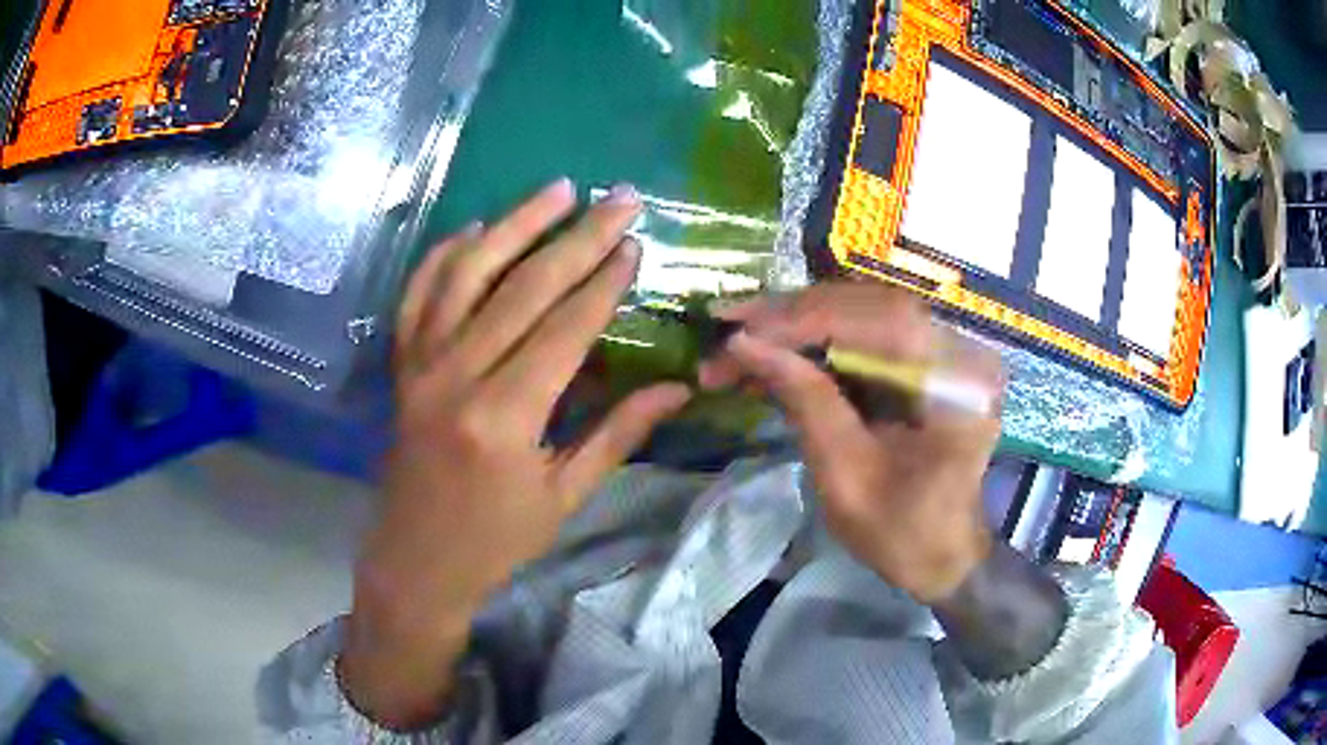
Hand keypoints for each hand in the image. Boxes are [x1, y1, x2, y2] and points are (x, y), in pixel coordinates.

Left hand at [340, 180, 691, 728]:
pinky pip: (417, 296)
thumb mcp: (564, 497)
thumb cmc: (495, 540)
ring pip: (466, 275)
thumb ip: (617, 434)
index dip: (604, 282)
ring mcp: (420, 366)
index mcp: (504, 418)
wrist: (416, 562)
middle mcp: (456, 377)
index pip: (564, 329)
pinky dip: (443, 256)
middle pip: (523, 288)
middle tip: (617, 199)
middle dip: (577, 237)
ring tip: (556, 189)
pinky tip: (473, 227)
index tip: (636, 244)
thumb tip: (677, 388)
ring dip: (513, 225)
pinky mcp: (401, 367)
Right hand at [700, 283, 1002, 603]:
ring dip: (800, 324)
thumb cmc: (902, 533)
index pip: (878, 321)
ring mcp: (946, 349)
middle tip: (729, 323)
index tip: (739, 331)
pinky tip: (776, 353)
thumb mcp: (846, 476)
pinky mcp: (927, 359)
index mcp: (957, 380)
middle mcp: (959, 348)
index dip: (803, 321)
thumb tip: (743, 343)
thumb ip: (804, 401)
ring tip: (743, 336)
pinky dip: (818, 341)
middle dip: (794, 315)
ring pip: (863, 312)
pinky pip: (867, 333)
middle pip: (869, 304)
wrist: (943, 556)